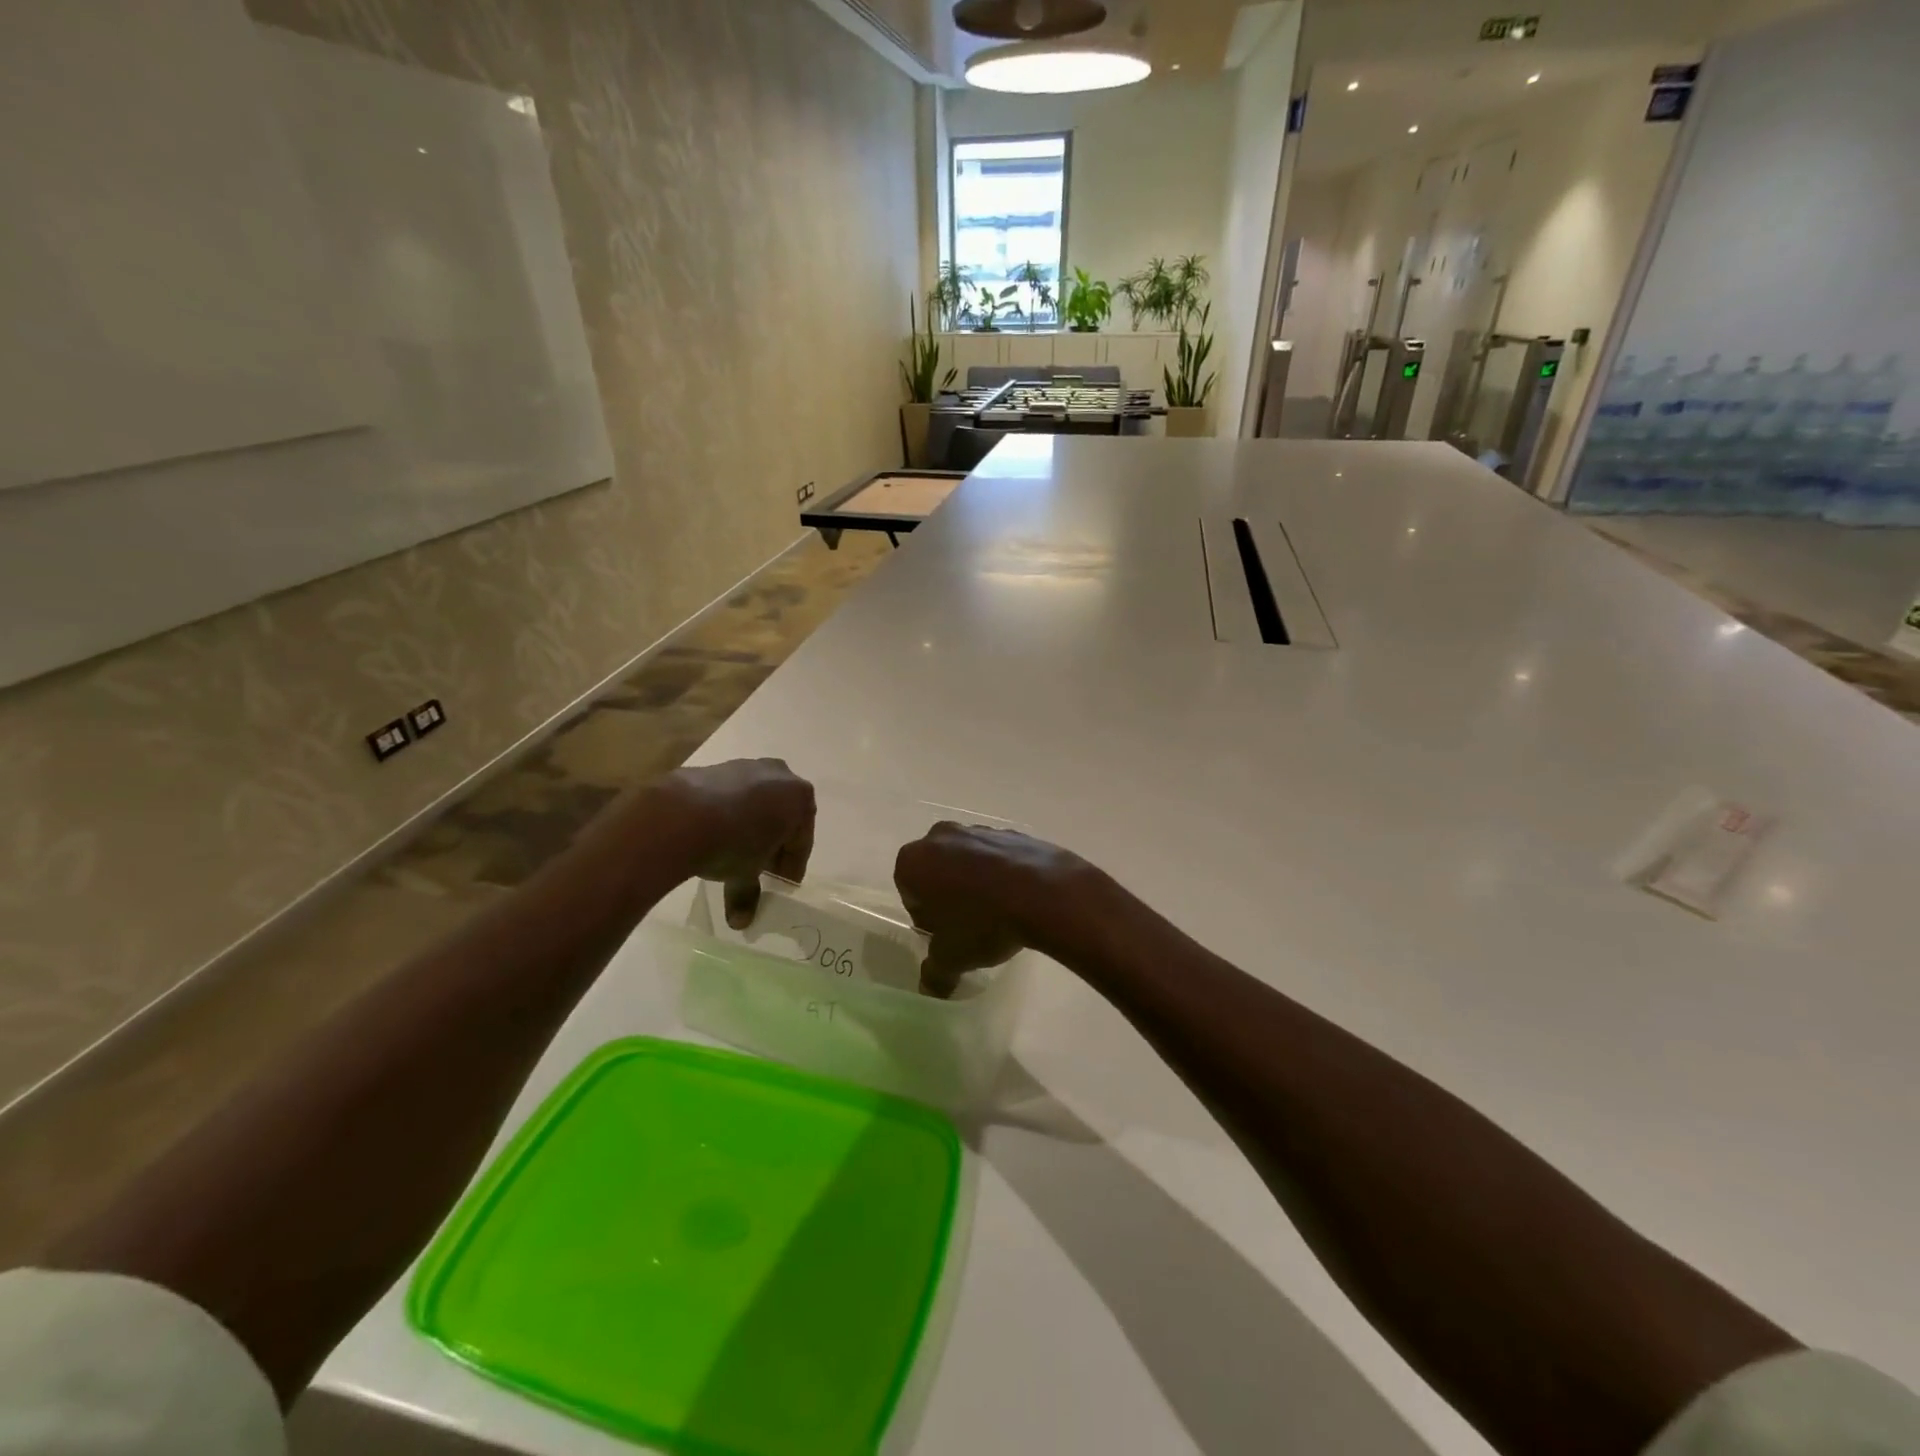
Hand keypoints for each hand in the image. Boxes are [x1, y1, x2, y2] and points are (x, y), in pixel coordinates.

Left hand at [657, 760, 814, 926]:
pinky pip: (730, 796)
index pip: (802, 840)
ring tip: (734, 852)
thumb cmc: (732, 844)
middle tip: (762, 868)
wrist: (680, 815)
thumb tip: (741, 922)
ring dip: (750, 826)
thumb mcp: (746, 874)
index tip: (783, 883)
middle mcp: (779, 775)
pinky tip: (712, 834)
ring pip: (756, 803)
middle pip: (781, 816)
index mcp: (799, 798)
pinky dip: (726, 814)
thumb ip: (748, 893)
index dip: (792, 865)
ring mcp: (746, 766)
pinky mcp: (715, 768)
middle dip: (773, 842)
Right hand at [894, 822, 1099, 997]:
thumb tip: (929, 989)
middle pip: (936, 871)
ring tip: (997, 914)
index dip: (926, 918)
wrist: (1043, 892)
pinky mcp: (1009, 831)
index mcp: (913, 862)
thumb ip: (934, 973)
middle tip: (968, 926)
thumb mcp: (952, 958)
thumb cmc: (983, 923)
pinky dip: (1001, 873)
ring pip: (966, 861)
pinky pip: (996, 856)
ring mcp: (977, 829)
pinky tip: (1017, 898)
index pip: (909, 893)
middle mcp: (939, 837)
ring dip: (974, 882)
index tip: (945, 935)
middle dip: (947, 895)